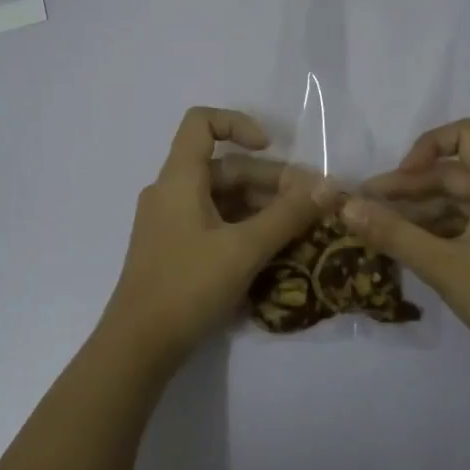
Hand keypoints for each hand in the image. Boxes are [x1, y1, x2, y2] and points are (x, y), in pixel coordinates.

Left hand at [103, 108, 328, 365]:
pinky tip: (274, 250)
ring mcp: (170, 223)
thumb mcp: (245, 249)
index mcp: (179, 179)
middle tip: (311, 204)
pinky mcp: (174, 250)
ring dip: (262, 207)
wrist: (139, 346)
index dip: (238, 124)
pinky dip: (244, 228)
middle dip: (269, 180)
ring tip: (301, 229)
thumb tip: (330, 186)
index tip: (272, 148)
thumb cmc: (188, 286)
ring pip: (222, 199)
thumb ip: (288, 215)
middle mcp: (170, 193)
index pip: (202, 123)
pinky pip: (214, 224)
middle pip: (223, 167)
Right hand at [340, 119, 469, 375]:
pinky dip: (442, 229)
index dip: (426, 147)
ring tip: (383, 231)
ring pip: (462, 201)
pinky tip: (414, 248)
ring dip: (423, 211)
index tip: (398, 180)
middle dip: (410, 187)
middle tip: (367, 209)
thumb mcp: (443, 266)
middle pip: (456, 172)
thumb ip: (393, 233)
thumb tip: (347, 207)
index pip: (465, 135)